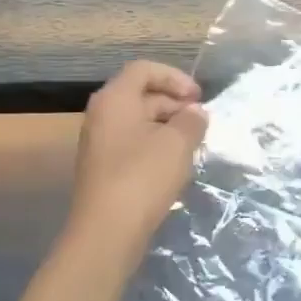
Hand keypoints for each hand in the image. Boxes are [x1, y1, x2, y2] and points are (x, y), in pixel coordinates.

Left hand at [68, 61, 208, 256]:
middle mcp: (102, 115)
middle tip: (200, 122)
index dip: (175, 77)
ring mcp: (100, 143)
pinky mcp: (104, 168)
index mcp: (115, 100)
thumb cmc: (143, 177)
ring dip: (168, 126)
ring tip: (192, 144)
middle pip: (141, 94)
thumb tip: (195, 113)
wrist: (107, 231)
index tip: (198, 98)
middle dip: (174, 103)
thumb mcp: (177, 143)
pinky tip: (175, 164)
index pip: (144, 70)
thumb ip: (191, 121)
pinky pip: (133, 143)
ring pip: (139, 121)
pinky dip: (156, 145)